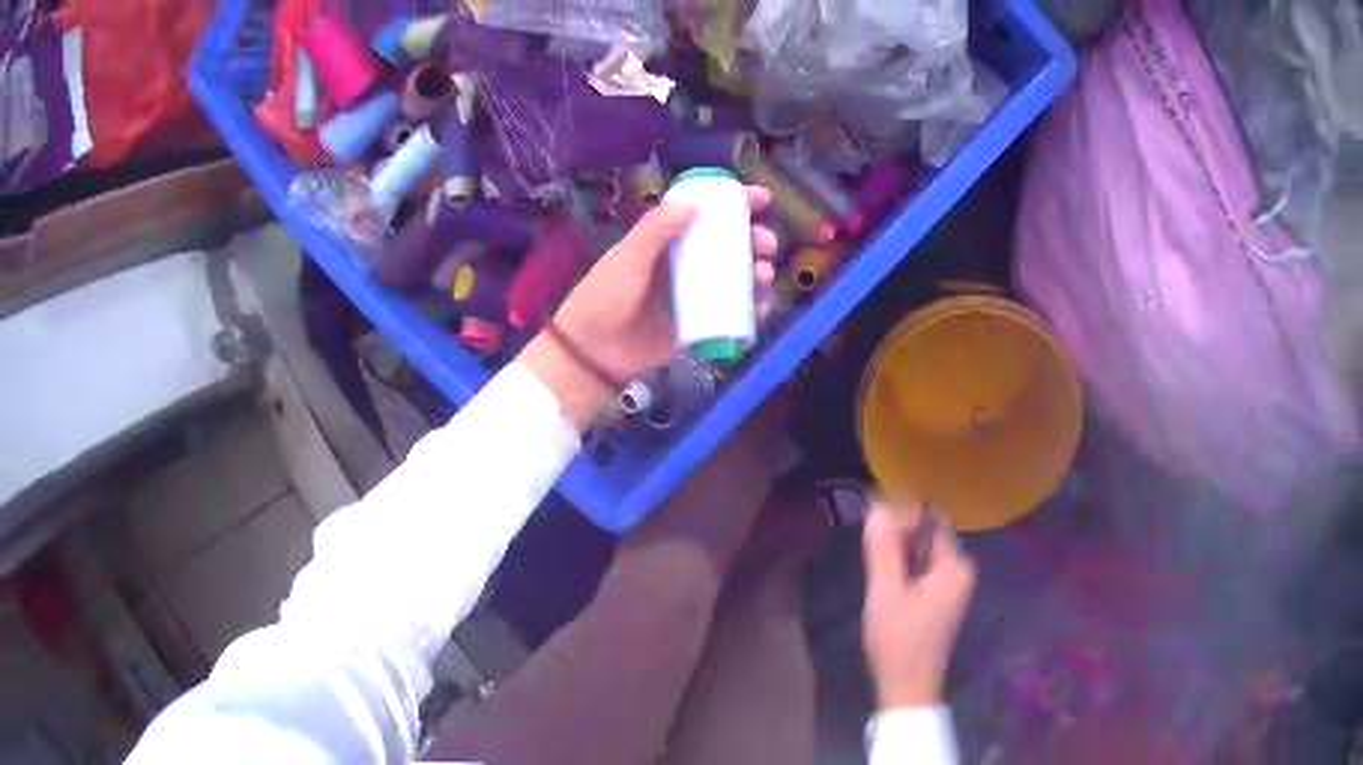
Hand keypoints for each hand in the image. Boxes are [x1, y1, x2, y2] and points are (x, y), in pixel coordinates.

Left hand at [521, 187, 778, 426]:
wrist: (592, 353)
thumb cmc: (604, 298)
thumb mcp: (626, 259)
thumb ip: (654, 230)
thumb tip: (693, 205)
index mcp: (666, 241)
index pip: (705, 214)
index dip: (735, 203)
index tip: (761, 197)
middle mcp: (684, 264)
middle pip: (729, 245)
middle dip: (755, 240)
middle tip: (765, 243)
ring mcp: (694, 295)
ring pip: (736, 278)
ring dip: (758, 272)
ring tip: (764, 275)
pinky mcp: (699, 326)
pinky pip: (732, 314)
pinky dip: (752, 310)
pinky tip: (763, 307)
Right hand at [862, 502, 975, 708]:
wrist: (908, 688)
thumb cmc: (899, 640)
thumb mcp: (885, 592)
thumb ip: (883, 549)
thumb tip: (876, 506)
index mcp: (955, 565)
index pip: (931, 521)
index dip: (903, 517)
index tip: (873, 523)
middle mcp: (960, 571)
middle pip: (928, 537)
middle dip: (900, 536)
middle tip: (868, 546)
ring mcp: (953, 588)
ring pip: (923, 556)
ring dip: (899, 555)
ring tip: (873, 562)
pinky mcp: (942, 602)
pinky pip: (923, 572)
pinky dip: (905, 571)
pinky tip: (885, 582)